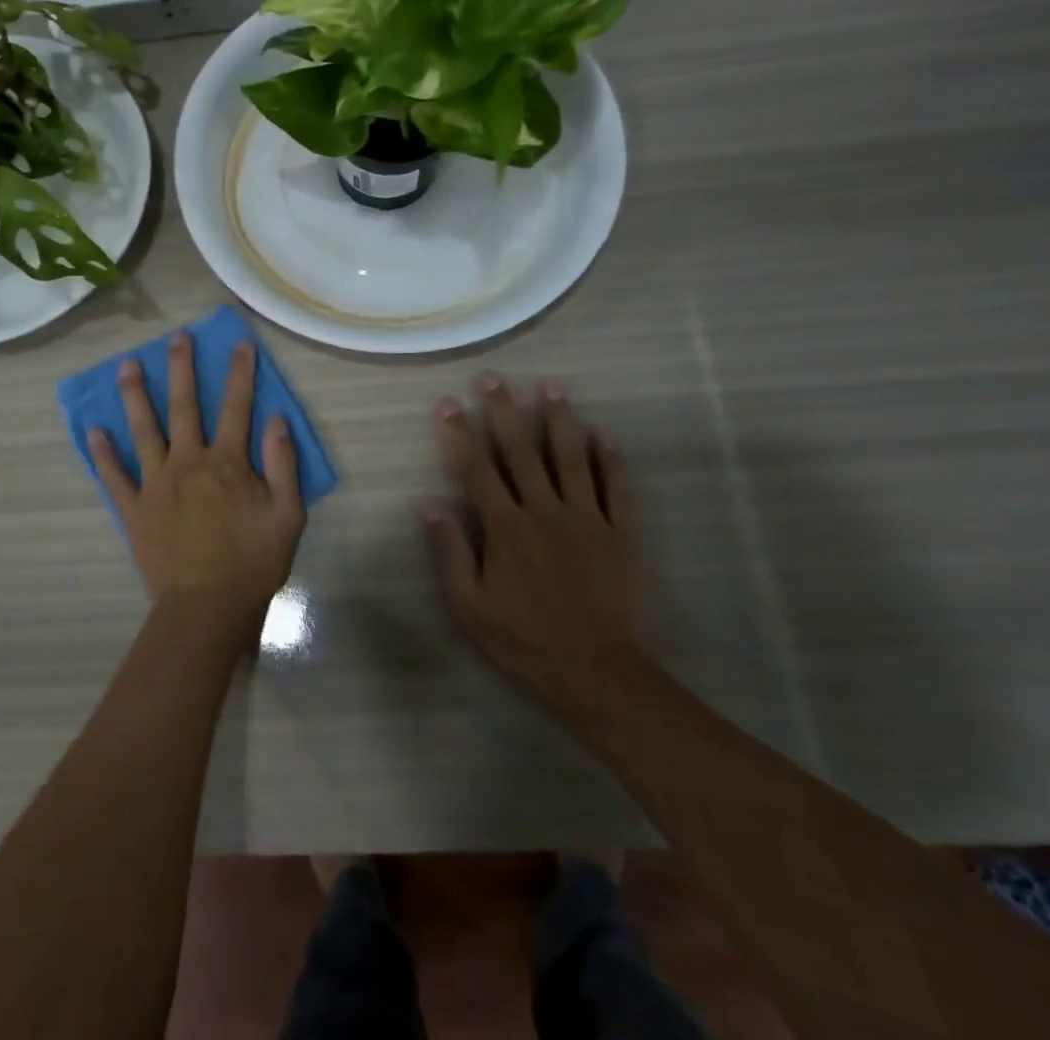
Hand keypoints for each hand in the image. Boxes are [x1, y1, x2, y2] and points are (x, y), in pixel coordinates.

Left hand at [90, 331, 305, 624]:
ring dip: (134, 395)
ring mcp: (155, 483)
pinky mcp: (133, 508)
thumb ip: (283, 465)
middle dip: (180, 368)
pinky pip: (114, 475)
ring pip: (142, 430)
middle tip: (176, 337)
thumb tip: (276, 419)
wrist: (207, 608)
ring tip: (125, 365)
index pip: (236, 407)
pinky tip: (92, 429)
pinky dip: (102, 452)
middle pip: (183, 406)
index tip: (238, 343)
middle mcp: (187, 462)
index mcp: (226, 463)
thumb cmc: (252, 562)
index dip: (239, 373)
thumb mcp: (287, 515)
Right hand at [425, 374, 645, 720]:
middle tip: (493, 378)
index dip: (460, 434)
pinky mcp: (620, 534)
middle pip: (520, 452)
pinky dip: (610, 461)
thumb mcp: (470, 606)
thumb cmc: (523, 639)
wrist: (596, 672)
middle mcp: (544, 512)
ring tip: (551, 387)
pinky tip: (603, 436)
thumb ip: (451, 553)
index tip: (448, 403)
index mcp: (505, 528)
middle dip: (504, 411)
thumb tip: (429, 506)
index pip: (476, 470)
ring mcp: (586, 519)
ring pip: (571, 459)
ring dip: (559, 420)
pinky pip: (616, 489)